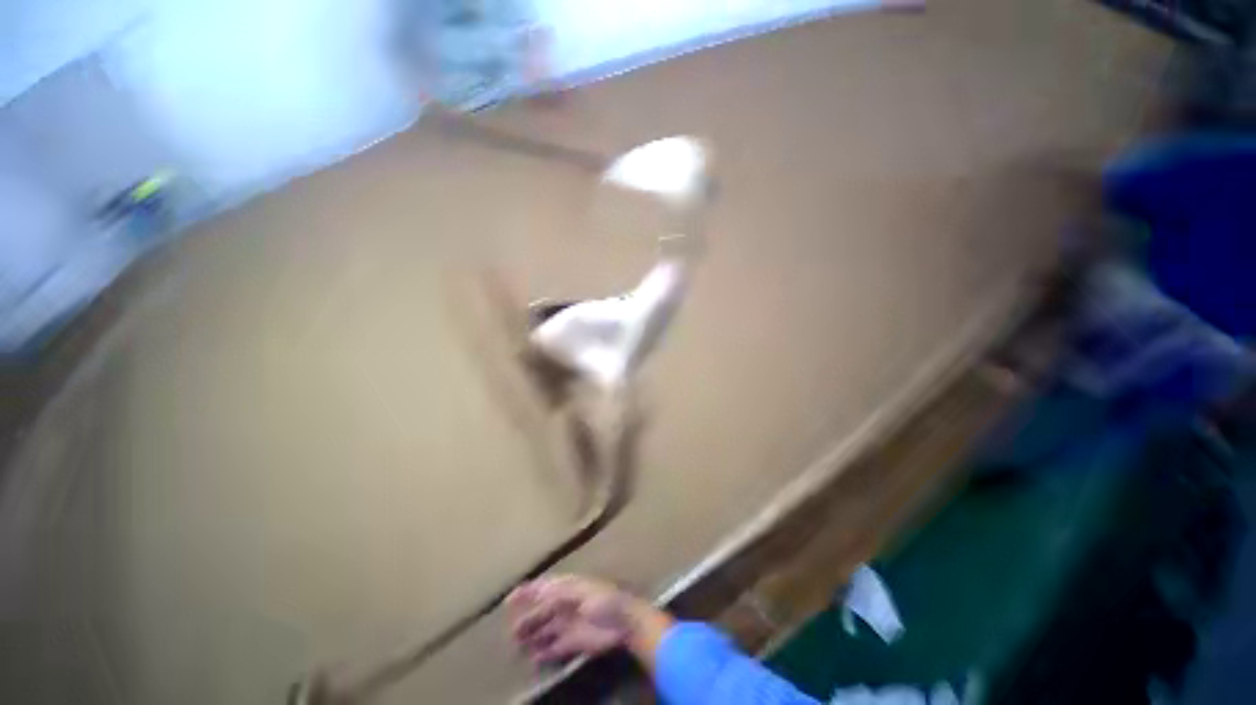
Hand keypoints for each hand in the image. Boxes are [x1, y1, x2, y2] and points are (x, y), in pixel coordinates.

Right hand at [506, 574, 672, 668]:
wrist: (624, 621)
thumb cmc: (602, 599)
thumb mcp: (580, 591)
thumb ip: (558, 592)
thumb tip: (537, 591)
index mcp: (568, 587)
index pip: (544, 587)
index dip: (528, 592)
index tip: (510, 599)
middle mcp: (566, 604)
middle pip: (542, 611)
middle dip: (527, 619)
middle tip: (511, 631)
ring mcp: (570, 623)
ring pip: (546, 630)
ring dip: (533, 636)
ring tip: (516, 645)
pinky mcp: (575, 642)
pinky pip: (555, 647)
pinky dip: (544, 652)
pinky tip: (533, 658)